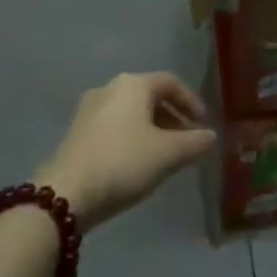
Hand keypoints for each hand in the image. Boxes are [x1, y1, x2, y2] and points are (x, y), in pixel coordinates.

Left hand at [33, 73, 216, 229]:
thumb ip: (194, 143)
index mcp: (134, 84)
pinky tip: (137, 162)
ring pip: (131, 112)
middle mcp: (110, 88)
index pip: (171, 82)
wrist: (66, 193)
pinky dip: (132, 136)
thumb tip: (211, 136)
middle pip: (150, 96)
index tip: (203, 124)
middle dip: (172, 117)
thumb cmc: (123, 163)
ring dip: (152, 128)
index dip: (191, 101)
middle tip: (187, 140)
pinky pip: (114, 125)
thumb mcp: (167, 155)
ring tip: (165, 154)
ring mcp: (89, 109)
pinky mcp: (76, 132)